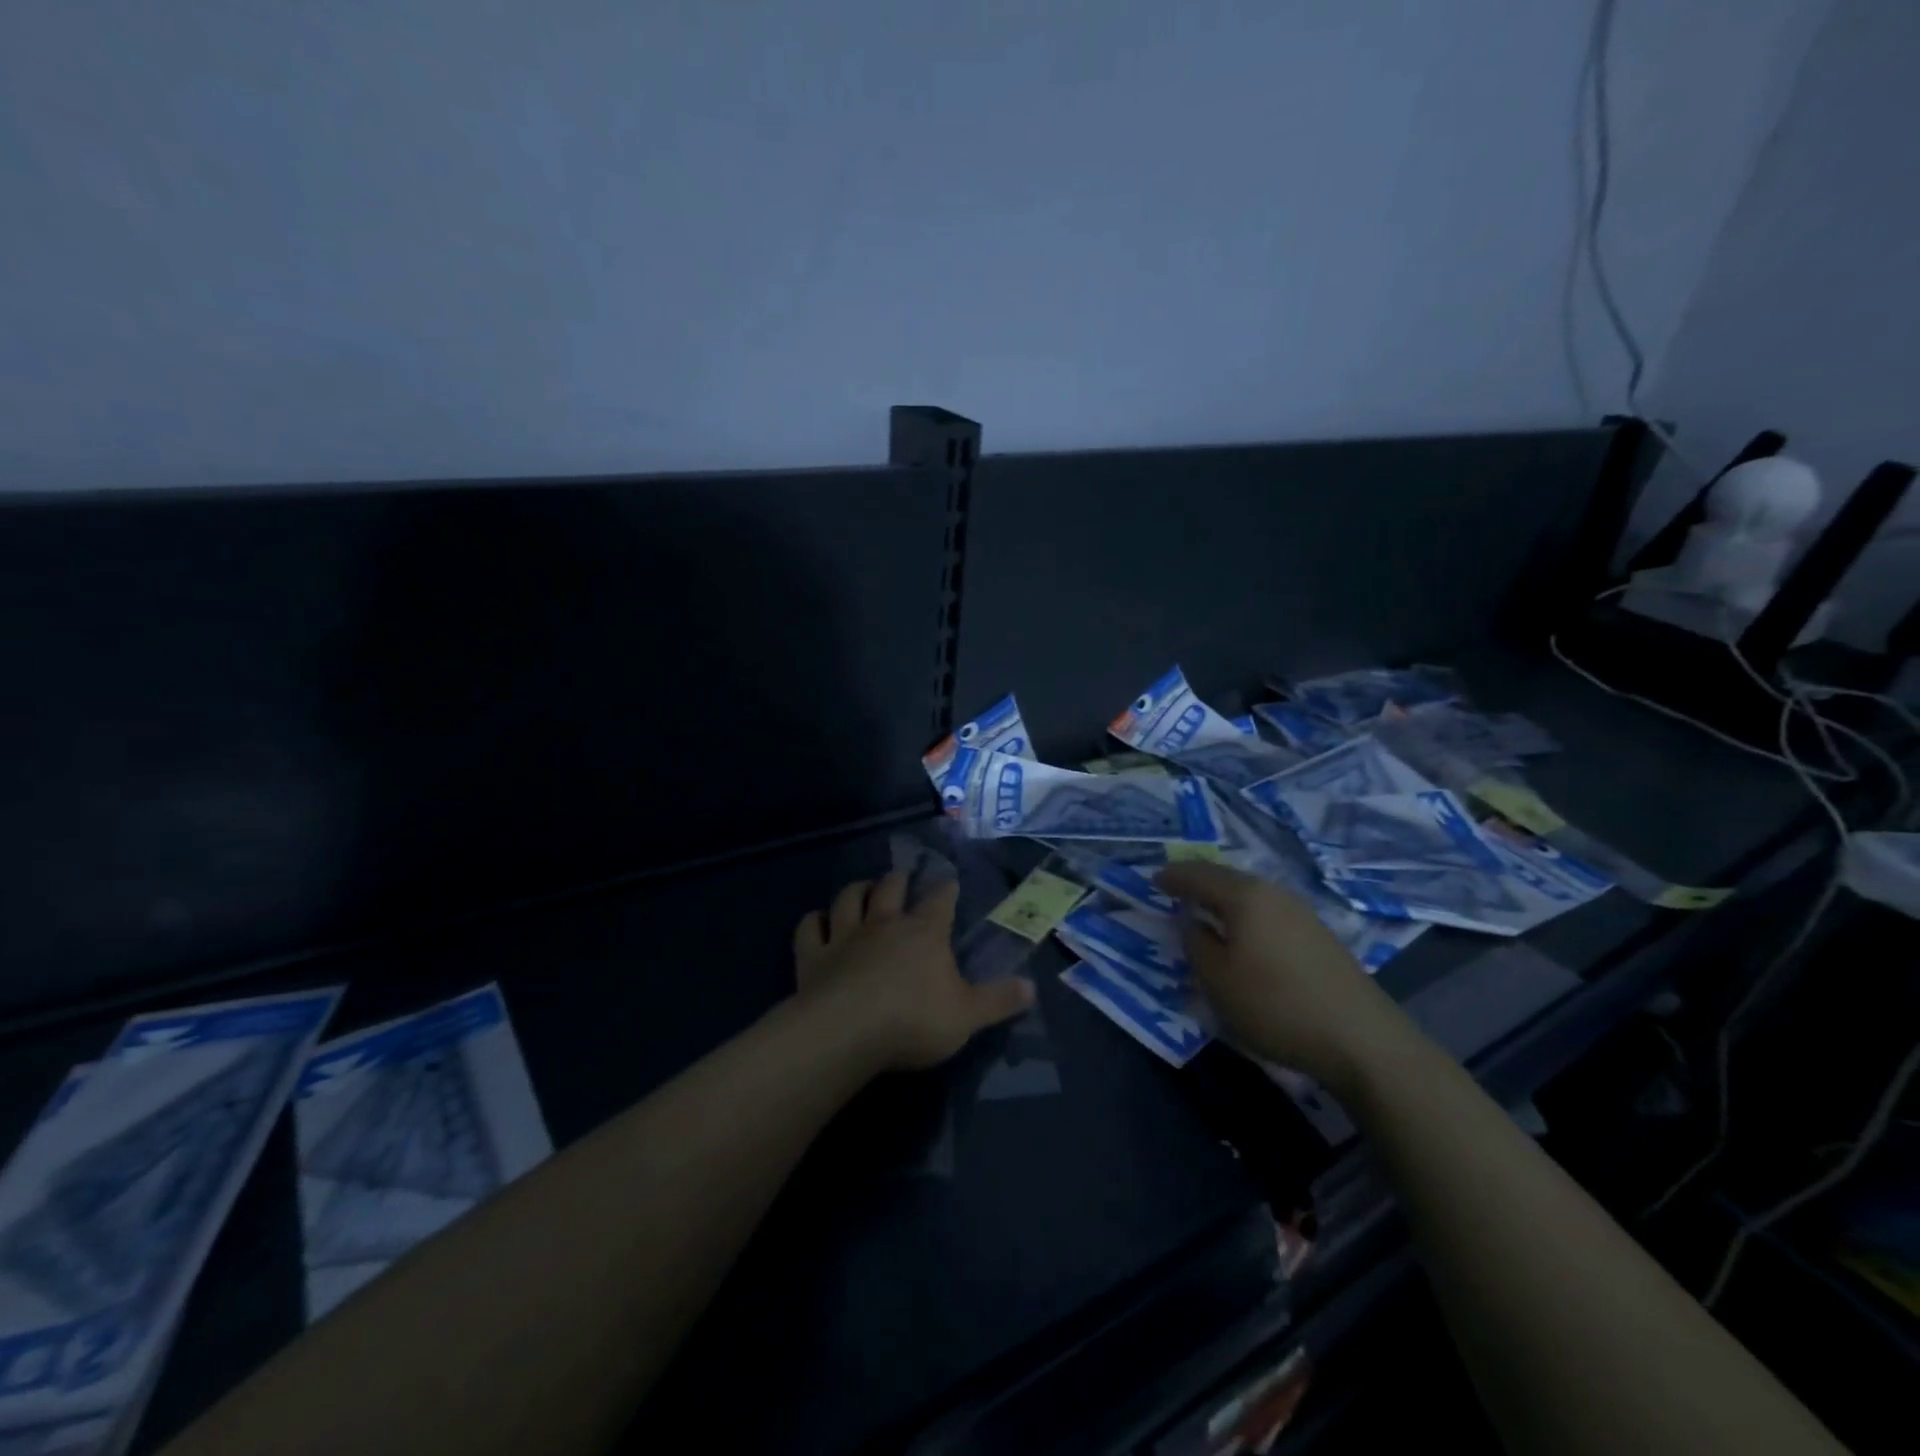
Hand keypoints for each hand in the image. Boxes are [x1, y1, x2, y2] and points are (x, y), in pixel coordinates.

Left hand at [792, 871, 1034, 1071]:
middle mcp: (884, 924)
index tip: (949, 881)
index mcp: (925, 933)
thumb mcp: (968, 1015)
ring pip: (848, 899)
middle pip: (890, 889)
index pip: (940, 901)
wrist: (848, 1031)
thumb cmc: (914, 1020)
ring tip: (862, 887)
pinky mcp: (813, 956)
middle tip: (901, 875)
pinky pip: (810, 928)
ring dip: (856, 890)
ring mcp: (845, 936)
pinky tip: (816, 921)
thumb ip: (999, 1000)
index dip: (946, 890)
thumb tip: (1032, 987)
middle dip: (897, 879)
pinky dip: (813, 921)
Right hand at [1156, 862, 1412, 1094]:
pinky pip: (1270, 912)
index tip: (1153, 880)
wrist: (1362, 1039)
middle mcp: (1274, 894)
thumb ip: (1197, 944)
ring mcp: (1302, 913)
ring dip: (1225, 899)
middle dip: (1200, 882)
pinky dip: (1247, 915)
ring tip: (1206, 910)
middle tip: (1176, 889)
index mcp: (1245, 897)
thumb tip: (1193, 922)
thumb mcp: (1218, 980)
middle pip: (1228, 879)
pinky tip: (1244, 934)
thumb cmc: (1275, 1005)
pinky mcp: (1320, 936)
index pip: (1199, 875)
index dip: (1173, 877)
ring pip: (1252, 895)